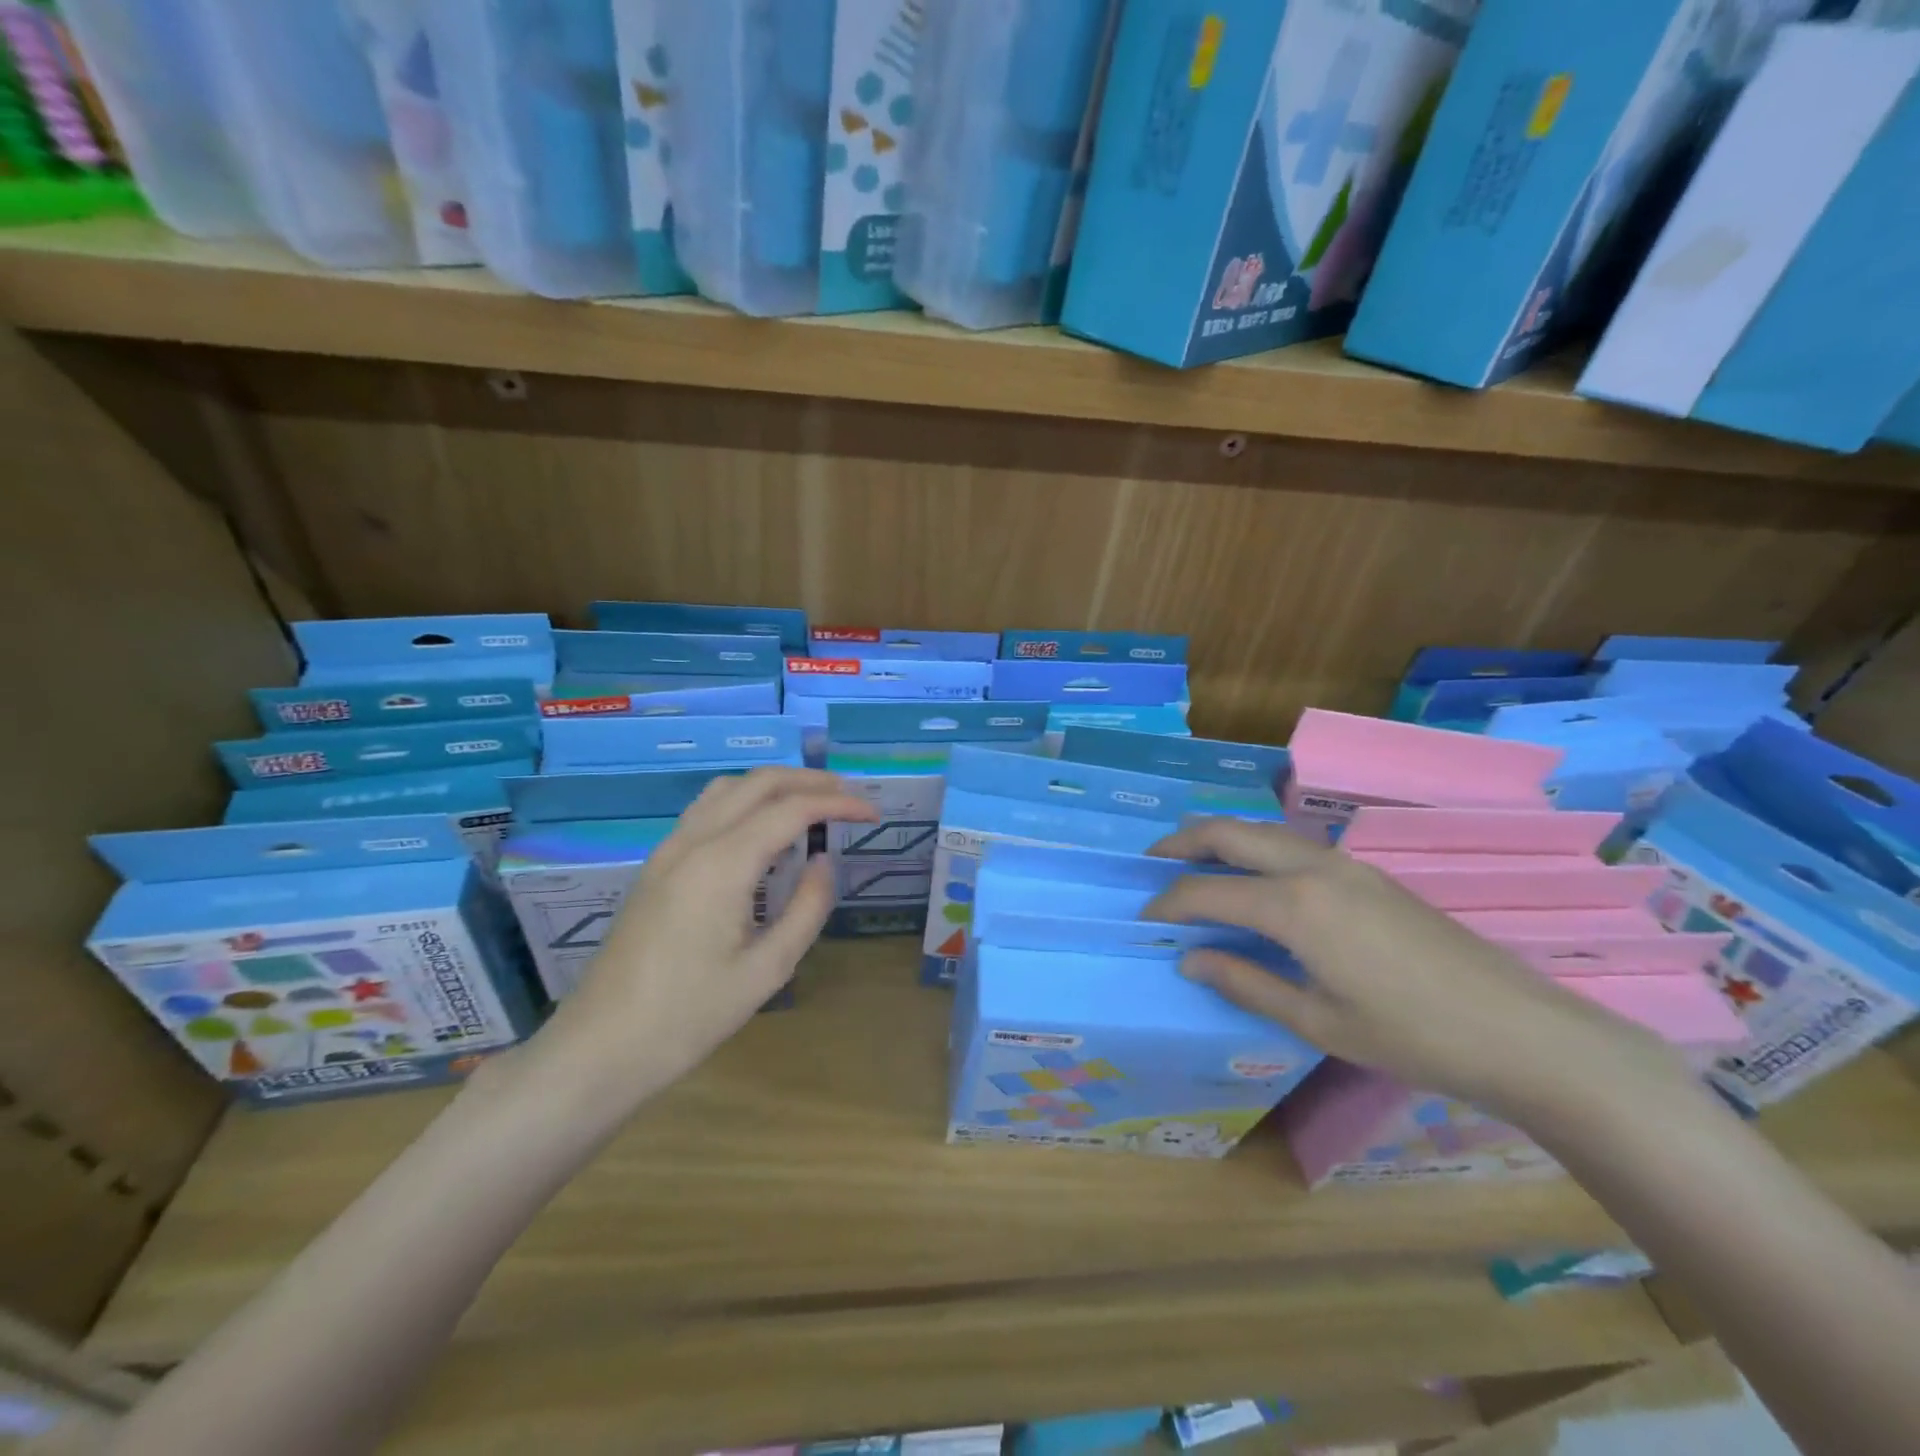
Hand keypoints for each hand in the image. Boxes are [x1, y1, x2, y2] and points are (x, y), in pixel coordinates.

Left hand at [500, 768, 876, 1118]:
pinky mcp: (657, 865)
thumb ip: (806, 908)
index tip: (873, 813)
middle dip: (809, 781)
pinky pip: (707, 810)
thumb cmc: (690, 1016)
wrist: (601, 1046)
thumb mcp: (767, 970)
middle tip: (850, 797)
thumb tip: (825, 862)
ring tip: (811, 803)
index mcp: (722, 864)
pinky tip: (763, 830)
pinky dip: (745, 801)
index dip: (838, 805)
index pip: (791, 809)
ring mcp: (668, 850)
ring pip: (727, 788)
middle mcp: (693, 842)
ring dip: (774, 785)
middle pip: (758, 783)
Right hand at [1145, 819, 1692, 1122]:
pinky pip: (1291, 844)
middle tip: (1151, 865)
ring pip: (1261, 831)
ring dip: (1219, 841)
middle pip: (1228, 832)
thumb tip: (1189, 958)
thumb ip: (1245, 983)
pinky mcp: (1367, 872)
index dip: (1166, 903)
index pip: (1206, 891)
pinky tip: (1253, 880)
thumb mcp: (1317, 1022)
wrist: (1522, 1032)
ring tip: (1192, 866)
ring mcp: (1344, 863)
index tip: (1142, 919)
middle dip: (1181, 843)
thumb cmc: (1412, 1037)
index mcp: (1293, 905)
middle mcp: (1312, 867)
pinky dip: (1254, 850)